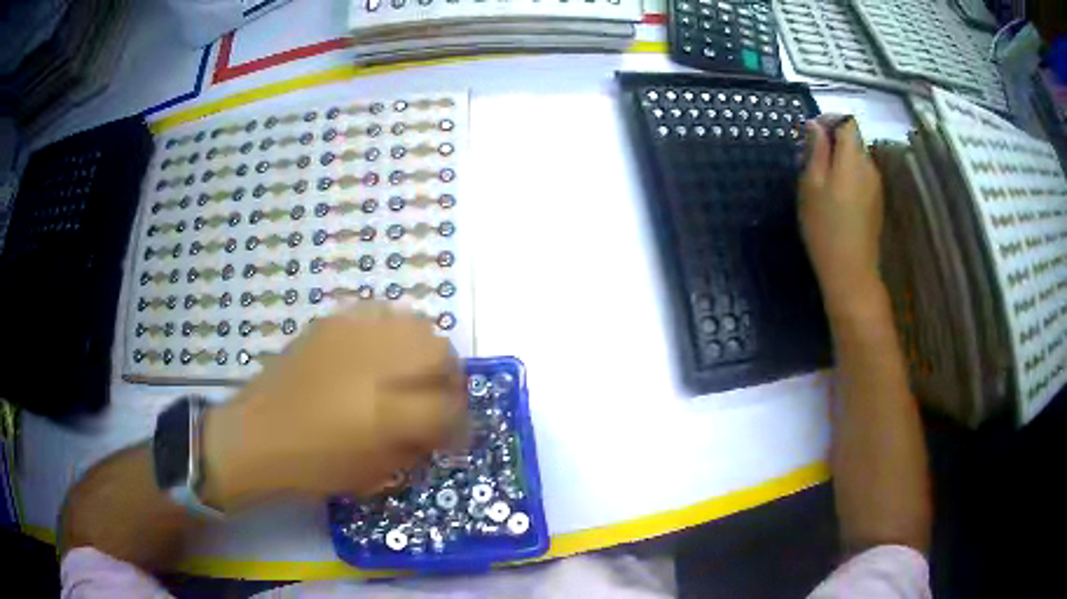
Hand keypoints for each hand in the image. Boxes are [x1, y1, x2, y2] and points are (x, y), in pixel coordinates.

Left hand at [202, 304, 465, 508]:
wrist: (256, 436)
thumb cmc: (312, 467)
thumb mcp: (374, 474)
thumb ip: (417, 447)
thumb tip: (441, 426)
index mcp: (385, 414)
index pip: (448, 407)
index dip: (460, 423)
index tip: (455, 435)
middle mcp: (374, 365)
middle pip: (440, 352)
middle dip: (450, 378)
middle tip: (438, 397)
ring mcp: (351, 335)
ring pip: (416, 324)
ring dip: (424, 351)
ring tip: (411, 373)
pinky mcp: (332, 322)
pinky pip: (381, 314)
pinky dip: (393, 333)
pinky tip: (380, 354)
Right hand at [798, 116, 884, 313]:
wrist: (851, 272)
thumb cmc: (825, 227)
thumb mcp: (811, 185)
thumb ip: (816, 150)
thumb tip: (815, 125)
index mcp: (853, 158)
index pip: (847, 122)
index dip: (830, 120)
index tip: (811, 133)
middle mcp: (870, 166)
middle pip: (853, 140)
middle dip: (832, 142)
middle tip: (810, 161)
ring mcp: (876, 185)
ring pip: (857, 159)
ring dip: (839, 161)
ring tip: (821, 182)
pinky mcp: (877, 202)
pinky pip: (862, 177)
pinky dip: (848, 177)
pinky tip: (836, 198)